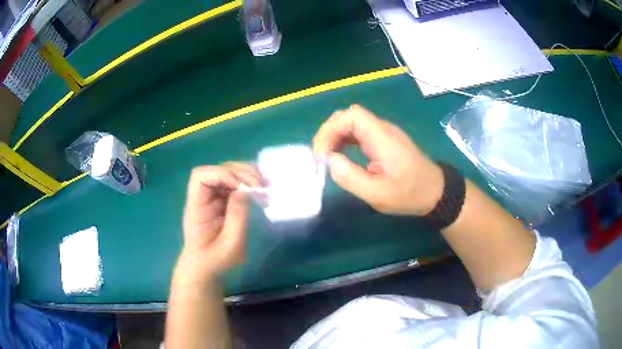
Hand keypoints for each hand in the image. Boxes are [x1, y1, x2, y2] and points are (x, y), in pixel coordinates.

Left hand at [177, 163, 260, 284]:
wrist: (205, 270)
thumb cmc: (216, 261)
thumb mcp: (231, 244)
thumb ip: (237, 216)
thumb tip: (244, 190)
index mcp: (196, 207)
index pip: (201, 176)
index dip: (222, 174)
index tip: (242, 189)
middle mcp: (201, 197)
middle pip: (215, 170)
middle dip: (239, 173)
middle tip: (260, 186)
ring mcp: (211, 198)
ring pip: (225, 173)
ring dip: (245, 175)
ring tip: (263, 186)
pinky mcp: (219, 201)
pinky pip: (232, 184)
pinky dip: (246, 183)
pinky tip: (258, 190)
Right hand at [313, 104, 442, 215]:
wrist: (436, 192)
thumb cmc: (409, 194)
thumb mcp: (377, 194)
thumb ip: (350, 177)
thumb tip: (329, 160)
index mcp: (382, 137)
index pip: (351, 115)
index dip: (331, 129)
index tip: (323, 154)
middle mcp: (382, 129)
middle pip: (348, 116)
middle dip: (329, 133)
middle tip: (321, 156)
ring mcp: (384, 134)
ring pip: (352, 124)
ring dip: (335, 137)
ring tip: (327, 157)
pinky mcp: (384, 141)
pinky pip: (359, 133)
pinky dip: (345, 141)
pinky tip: (340, 155)